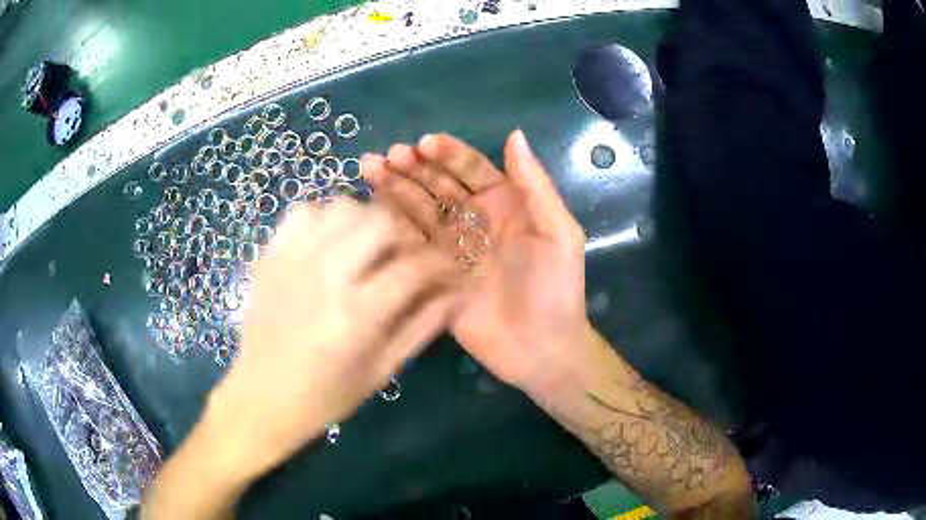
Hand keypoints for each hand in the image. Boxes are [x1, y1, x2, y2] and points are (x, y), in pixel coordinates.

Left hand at [206, 199, 460, 480]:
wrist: (262, 396)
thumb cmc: (326, 395)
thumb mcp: (383, 370)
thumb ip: (423, 326)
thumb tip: (456, 292)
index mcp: (356, 315)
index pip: (414, 268)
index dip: (441, 264)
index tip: (448, 268)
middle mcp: (324, 277)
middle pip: (379, 220)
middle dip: (405, 234)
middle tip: (405, 256)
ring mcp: (291, 260)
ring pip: (342, 207)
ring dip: (365, 222)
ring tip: (367, 248)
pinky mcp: (270, 256)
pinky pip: (303, 212)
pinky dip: (324, 219)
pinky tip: (329, 244)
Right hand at [362, 131, 590, 391]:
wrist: (539, 347)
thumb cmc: (556, 288)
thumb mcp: (558, 232)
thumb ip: (535, 186)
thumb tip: (515, 135)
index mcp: (503, 204)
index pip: (470, 168)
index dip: (448, 154)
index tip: (423, 144)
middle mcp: (472, 220)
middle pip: (437, 185)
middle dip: (413, 167)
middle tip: (388, 156)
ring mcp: (448, 247)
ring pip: (417, 209)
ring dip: (394, 187)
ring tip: (369, 168)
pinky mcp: (430, 275)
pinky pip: (408, 244)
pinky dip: (389, 225)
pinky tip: (370, 208)